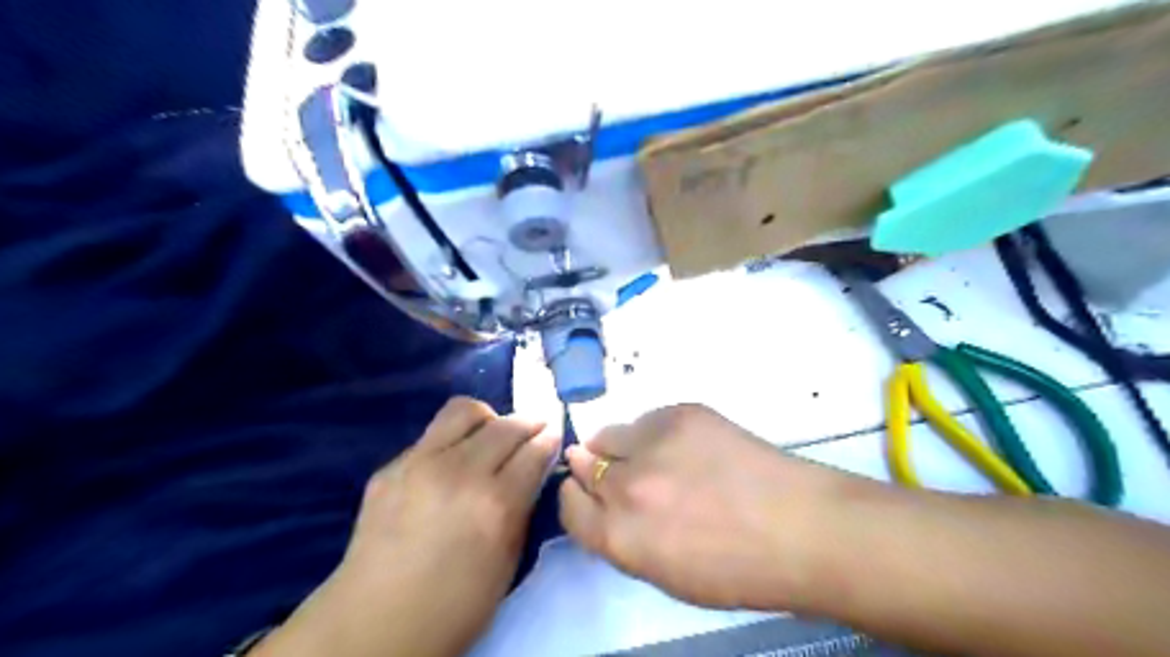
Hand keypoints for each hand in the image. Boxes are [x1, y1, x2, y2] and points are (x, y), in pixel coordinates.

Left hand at [256, 397, 559, 655]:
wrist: (375, 623)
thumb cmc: (455, 605)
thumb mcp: (508, 560)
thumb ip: (523, 506)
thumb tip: (534, 468)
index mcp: (495, 503)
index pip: (534, 451)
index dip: (549, 439)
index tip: (554, 434)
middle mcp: (461, 472)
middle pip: (506, 426)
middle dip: (528, 423)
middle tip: (534, 430)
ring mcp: (421, 463)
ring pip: (465, 411)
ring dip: (489, 419)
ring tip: (492, 435)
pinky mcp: (392, 465)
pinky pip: (433, 434)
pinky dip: (454, 438)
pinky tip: (453, 460)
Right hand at [558, 403, 877, 612]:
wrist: (799, 527)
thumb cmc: (735, 568)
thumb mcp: (664, 573)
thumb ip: (622, 536)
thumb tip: (599, 496)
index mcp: (620, 537)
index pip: (569, 505)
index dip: (577, 498)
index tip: (590, 495)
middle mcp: (626, 485)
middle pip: (584, 464)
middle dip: (596, 471)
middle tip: (629, 476)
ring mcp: (653, 443)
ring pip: (610, 434)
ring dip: (621, 446)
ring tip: (658, 458)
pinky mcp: (680, 413)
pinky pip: (646, 418)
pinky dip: (654, 432)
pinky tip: (686, 447)